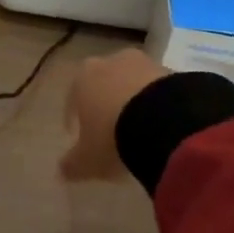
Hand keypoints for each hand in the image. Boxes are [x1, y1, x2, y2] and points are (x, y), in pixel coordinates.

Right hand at [60, 48, 169, 181]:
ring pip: (131, 83)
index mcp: (83, 77)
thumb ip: (72, 164)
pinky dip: (155, 103)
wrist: (164, 122)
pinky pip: (157, 89)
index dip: (74, 117)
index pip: (73, 96)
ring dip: (132, 101)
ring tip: (139, 129)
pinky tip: (160, 125)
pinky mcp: (171, 71)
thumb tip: (62, 171)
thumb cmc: (113, 136)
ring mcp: (143, 63)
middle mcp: (110, 62)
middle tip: (110, 130)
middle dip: (105, 104)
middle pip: (104, 84)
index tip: (77, 135)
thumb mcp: (87, 159)